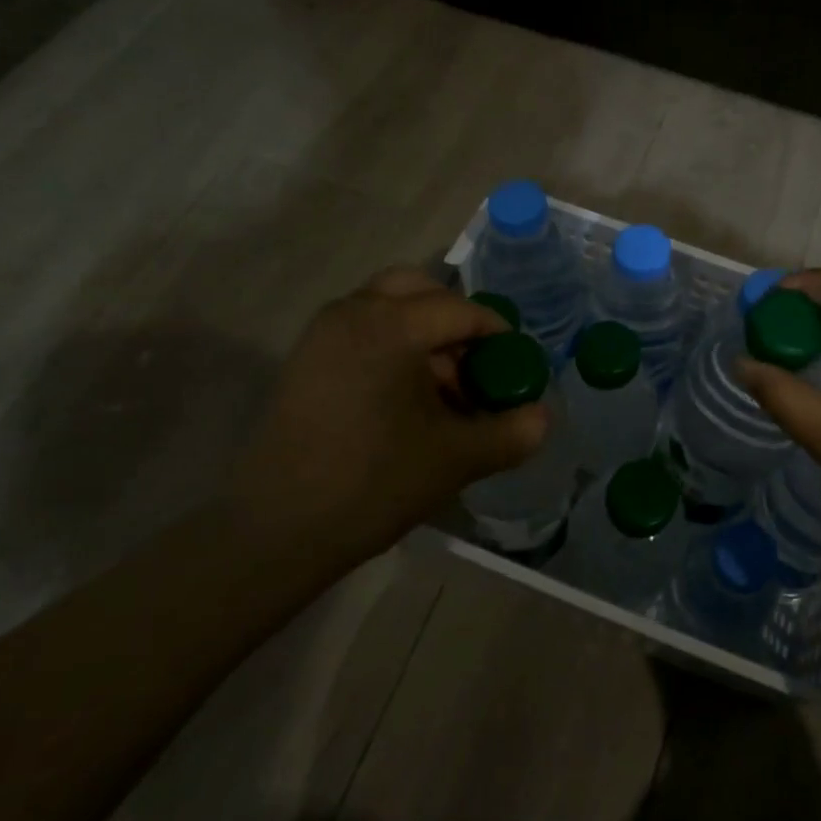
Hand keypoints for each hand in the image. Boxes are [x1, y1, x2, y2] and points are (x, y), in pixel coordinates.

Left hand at [230, 267, 547, 567]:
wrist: (276, 530)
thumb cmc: (374, 483)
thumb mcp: (457, 458)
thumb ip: (512, 433)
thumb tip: (543, 417)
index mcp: (391, 326)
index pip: (460, 310)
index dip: (496, 333)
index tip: (516, 363)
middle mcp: (352, 313)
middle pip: (419, 289)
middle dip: (455, 319)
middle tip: (475, 362)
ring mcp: (322, 334)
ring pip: (387, 306)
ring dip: (422, 331)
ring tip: (442, 386)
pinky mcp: (305, 359)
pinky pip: (361, 328)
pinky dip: (392, 343)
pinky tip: (405, 396)